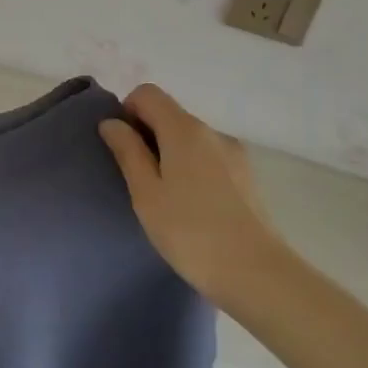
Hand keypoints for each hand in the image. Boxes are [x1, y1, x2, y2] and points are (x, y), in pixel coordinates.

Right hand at [98, 84, 284, 304]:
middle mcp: (213, 132)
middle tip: (136, 177)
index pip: (148, 93)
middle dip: (147, 135)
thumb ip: (127, 151)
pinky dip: (191, 168)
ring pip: (189, 138)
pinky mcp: (246, 177)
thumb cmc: (190, 231)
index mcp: (184, 129)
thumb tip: (111, 122)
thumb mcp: (146, 192)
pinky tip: (190, 206)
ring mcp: (234, 154)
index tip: (122, 147)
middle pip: (170, 114)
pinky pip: (208, 158)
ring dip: (169, 154)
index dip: (127, 111)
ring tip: (164, 196)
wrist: (256, 274)